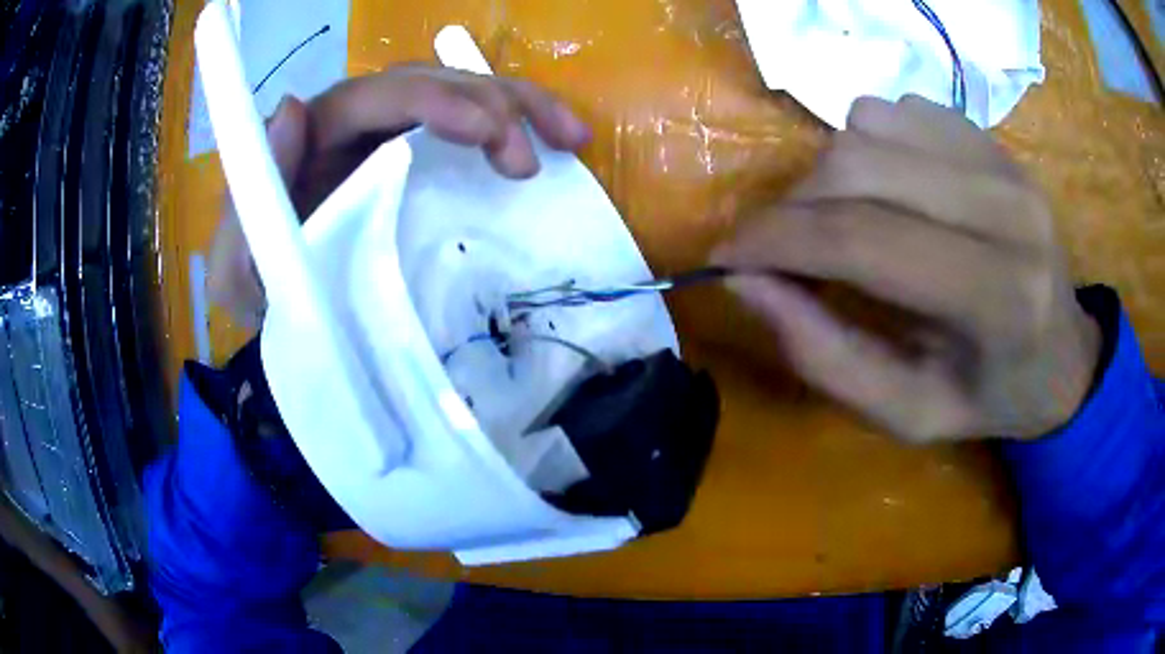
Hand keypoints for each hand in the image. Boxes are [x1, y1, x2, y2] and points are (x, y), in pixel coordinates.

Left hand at [207, 65, 590, 325]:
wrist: (291, 312)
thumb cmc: (265, 293)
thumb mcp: (239, 265)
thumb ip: (250, 199)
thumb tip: (292, 108)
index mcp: (318, 135)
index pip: (380, 94)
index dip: (435, 100)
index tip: (488, 134)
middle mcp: (359, 120)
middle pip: (432, 82)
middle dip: (488, 105)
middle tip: (527, 162)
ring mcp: (395, 133)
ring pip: (463, 91)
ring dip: (519, 106)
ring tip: (569, 139)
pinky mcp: (422, 157)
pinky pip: (475, 123)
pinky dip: (519, 126)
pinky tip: (558, 143)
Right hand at [713, 96, 1100, 442]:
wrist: (1063, 355)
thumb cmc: (990, 397)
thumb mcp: (908, 413)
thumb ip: (826, 357)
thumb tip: (745, 283)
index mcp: (998, 296)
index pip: (863, 239)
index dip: (777, 239)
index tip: (726, 255)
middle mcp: (1008, 208)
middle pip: (860, 164)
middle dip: (795, 203)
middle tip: (779, 245)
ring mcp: (1004, 160)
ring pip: (870, 123)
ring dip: (832, 172)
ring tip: (842, 219)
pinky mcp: (992, 138)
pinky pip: (898, 109)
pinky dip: (869, 144)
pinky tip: (888, 189)